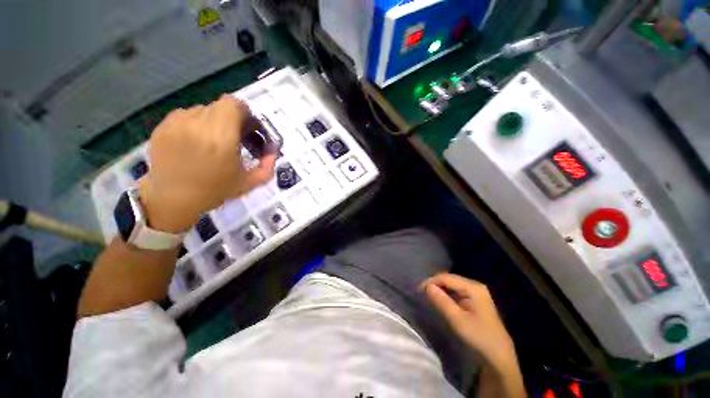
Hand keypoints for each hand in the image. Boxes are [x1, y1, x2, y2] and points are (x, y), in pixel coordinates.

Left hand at [138, 95, 275, 232]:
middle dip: (230, 118)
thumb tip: (273, 151)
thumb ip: (268, 166)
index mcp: (221, 139)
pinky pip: (185, 115)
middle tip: (232, 136)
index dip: (243, 112)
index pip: (233, 104)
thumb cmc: (215, 190)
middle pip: (219, 106)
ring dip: (212, 121)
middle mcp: (197, 125)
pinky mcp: (162, 127)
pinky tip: (194, 142)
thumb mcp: (250, 182)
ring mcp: (176, 124)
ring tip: (211, 141)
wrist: (173, 199)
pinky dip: (194, 124)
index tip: (246, 127)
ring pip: (202, 109)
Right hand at [423, 273, 517, 372]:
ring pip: (452, 285)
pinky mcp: (475, 299)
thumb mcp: (457, 319)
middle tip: (422, 293)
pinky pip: (457, 291)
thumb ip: (441, 301)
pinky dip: (447, 294)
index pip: (447, 278)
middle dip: (435, 284)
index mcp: (473, 287)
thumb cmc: (478, 337)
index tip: (419, 290)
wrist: (499, 355)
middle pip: (450, 279)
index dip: (431, 281)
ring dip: (440, 289)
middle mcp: (475, 285)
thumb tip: (427, 286)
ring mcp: (476, 292)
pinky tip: (441, 300)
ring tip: (428, 296)